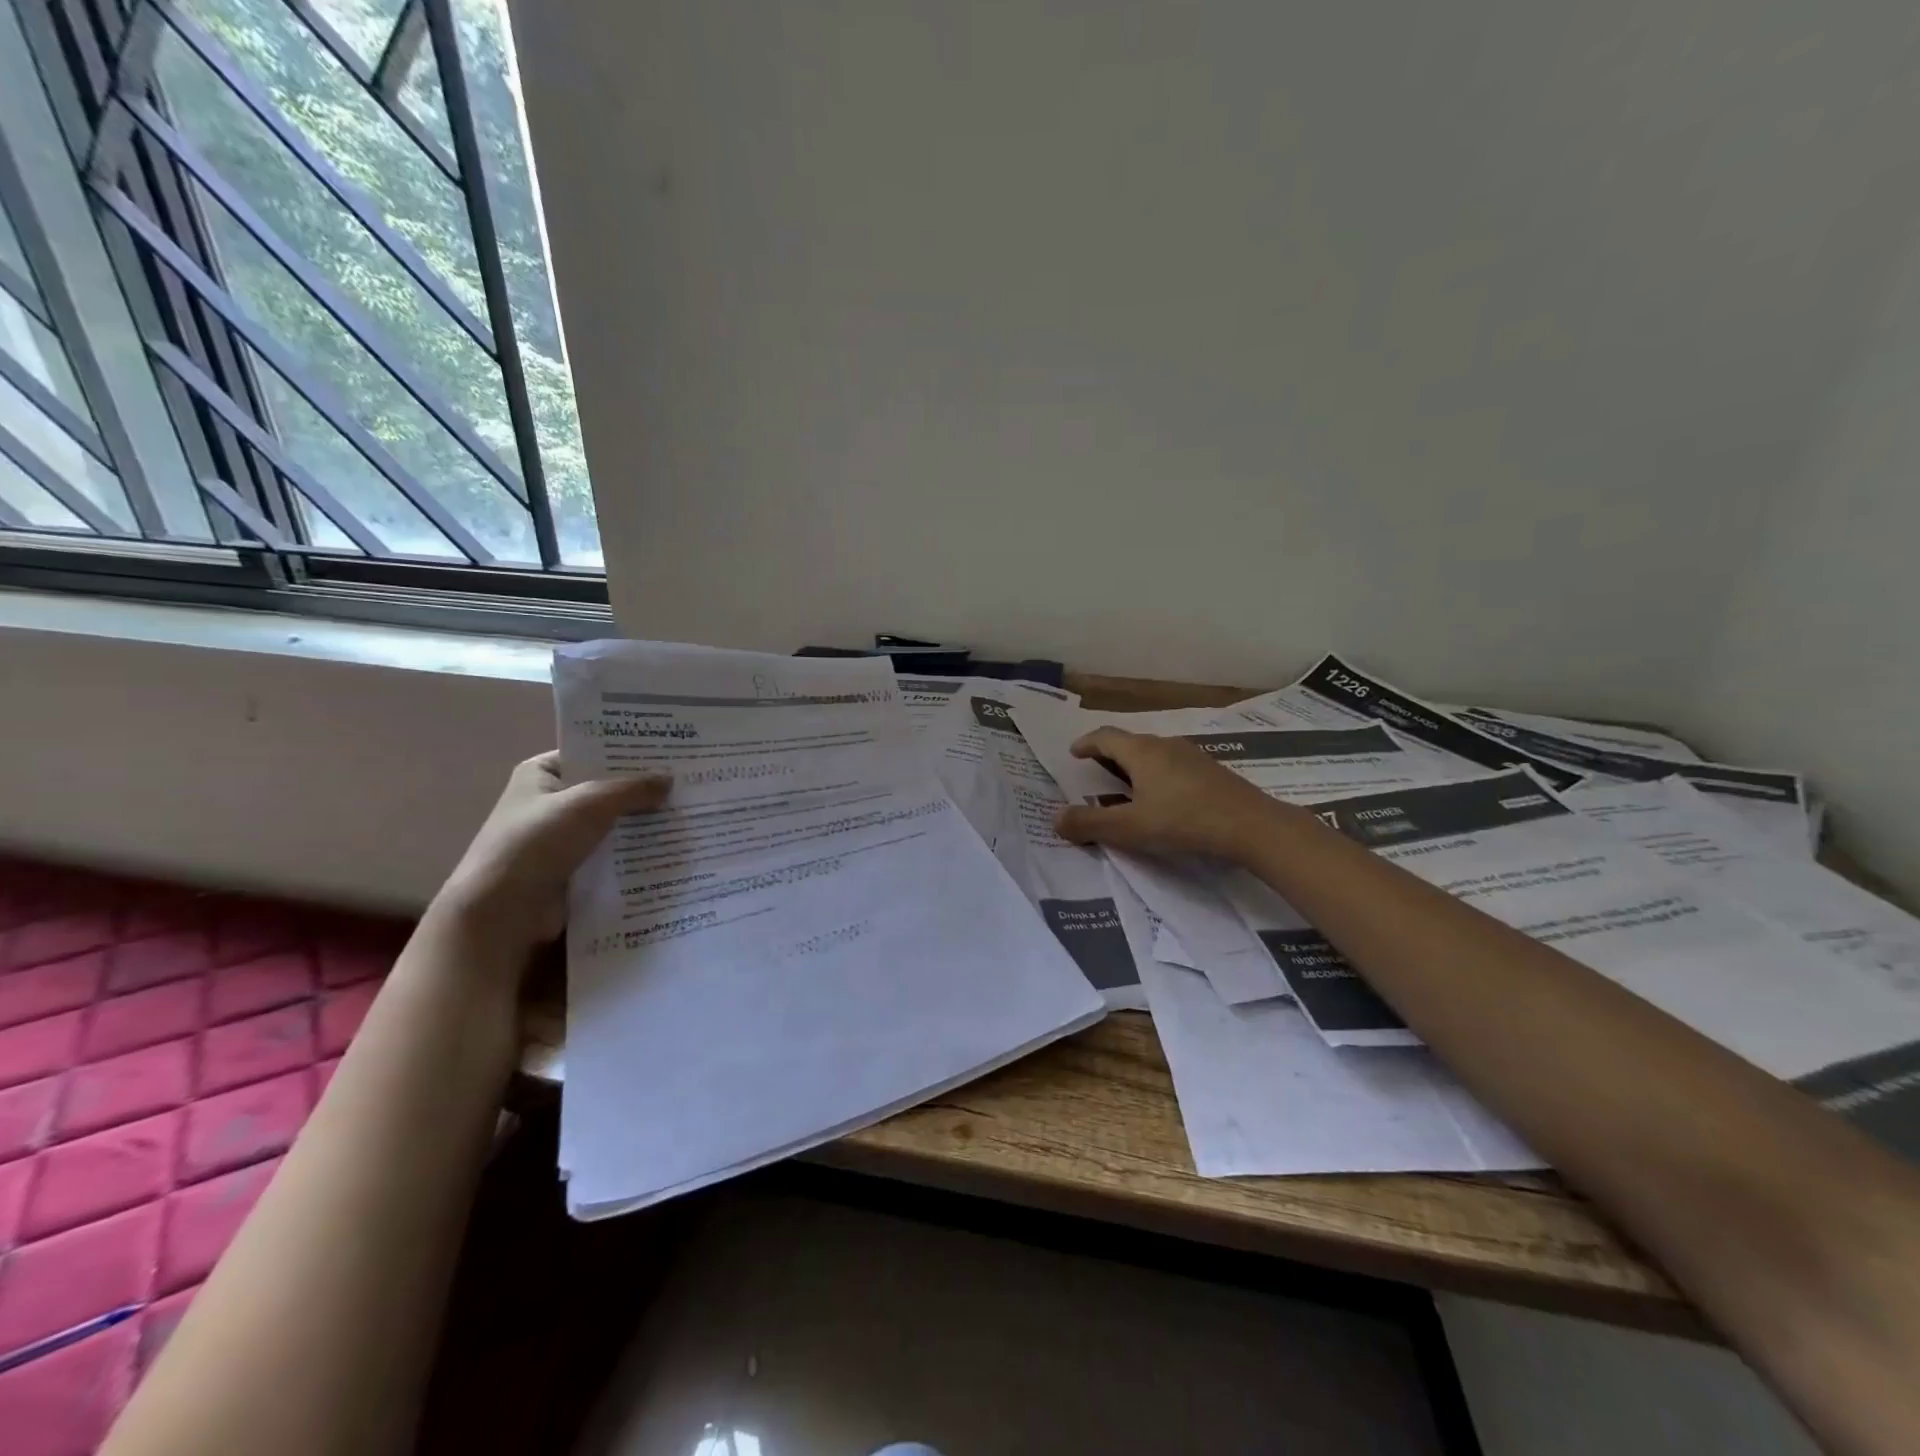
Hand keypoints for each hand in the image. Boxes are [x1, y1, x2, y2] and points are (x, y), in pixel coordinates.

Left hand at [434, 751, 671, 953]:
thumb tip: (670, 780)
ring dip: (643, 823)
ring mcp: (560, 839)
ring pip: (612, 824)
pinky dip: (635, 852)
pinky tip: (671, 848)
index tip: (669, 753)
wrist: (504, 911)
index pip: (591, 753)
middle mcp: (549, 802)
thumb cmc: (539, 842)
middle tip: (688, 784)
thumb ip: (632, 789)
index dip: (627, 753)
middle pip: (605, 789)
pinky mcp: (573, 870)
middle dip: (642, 790)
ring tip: (688, 814)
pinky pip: (612, 854)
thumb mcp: (591, 803)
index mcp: (540, 774)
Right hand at [1053, 728, 1277, 860]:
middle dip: (1109, 753)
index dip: (1086, 743)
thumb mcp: (1130, 828)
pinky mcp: (1211, 771)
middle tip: (1095, 769)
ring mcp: (1192, 756)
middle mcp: (1165, 745)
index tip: (1074, 753)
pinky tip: (1163, 796)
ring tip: (1126, 784)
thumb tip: (1055, 818)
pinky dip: (1156, 773)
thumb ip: (1090, 824)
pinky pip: (1173, 764)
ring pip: (1154, 752)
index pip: (1105, 737)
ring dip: (1134, 764)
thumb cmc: (1184, 821)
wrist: (1252, 826)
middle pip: (1130, 742)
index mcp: (1141, 752)